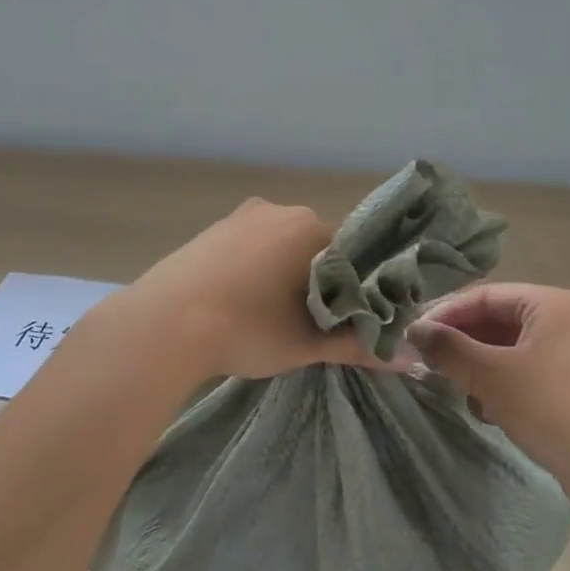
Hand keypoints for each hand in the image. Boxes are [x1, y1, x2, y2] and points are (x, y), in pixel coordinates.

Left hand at [126, 198, 412, 381]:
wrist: (162, 326)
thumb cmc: (246, 328)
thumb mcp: (305, 343)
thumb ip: (356, 347)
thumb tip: (407, 360)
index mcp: (307, 226)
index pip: (349, 253)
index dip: (352, 288)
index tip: (345, 319)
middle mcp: (274, 210)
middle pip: (311, 247)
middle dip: (315, 281)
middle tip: (308, 324)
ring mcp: (236, 219)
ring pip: (275, 247)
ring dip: (280, 276)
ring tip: (270, 318)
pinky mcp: (206, 233)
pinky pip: (244, 249)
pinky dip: (250, 272)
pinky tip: (237, 304)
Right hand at [406, 284, 569, 520]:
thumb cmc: (553, 410)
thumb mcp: (491, 376)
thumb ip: (448, 348)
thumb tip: (413, 329)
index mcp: (548, 303)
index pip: (482, 295)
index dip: (443, 314)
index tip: (410, 337)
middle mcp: (562, 320)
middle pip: (494, 320)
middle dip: (460, 344)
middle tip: (425, 365)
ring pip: (506, 350)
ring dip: (477, 369)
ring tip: (458, 392)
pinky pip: (523, 373)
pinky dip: (499, 387)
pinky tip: (488, 412)